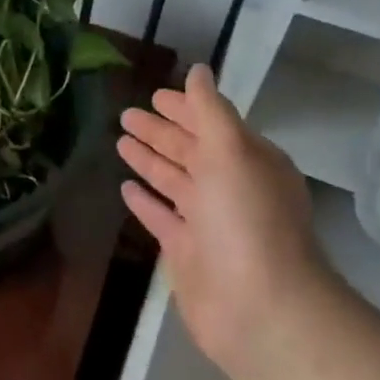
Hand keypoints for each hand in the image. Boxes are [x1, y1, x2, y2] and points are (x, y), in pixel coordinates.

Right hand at [118, 63, 328, 379]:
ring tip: (120, 141)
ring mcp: (207, 221)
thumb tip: (199, 70)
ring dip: (149, 160)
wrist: (259, 308)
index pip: (212, 124)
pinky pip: (161, 217)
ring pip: (173, 182)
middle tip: (125, 115)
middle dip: (160, 132)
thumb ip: (210, 111)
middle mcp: (230, 188)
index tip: (154, 95)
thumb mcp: (230, 152)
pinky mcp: (186, 251)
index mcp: (248, 161)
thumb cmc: (246, 220)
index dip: (185, 108)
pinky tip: (125, 188)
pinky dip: (145, 202)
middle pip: (189, 151)